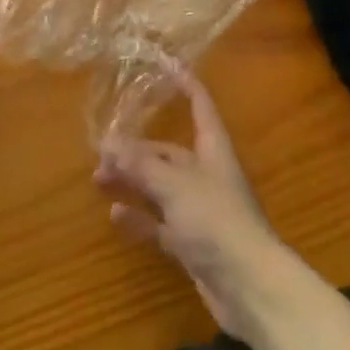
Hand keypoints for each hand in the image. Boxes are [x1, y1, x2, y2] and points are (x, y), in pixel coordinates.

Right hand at [96, 70, 303, 343]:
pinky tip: (115, 215)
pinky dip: (139, 218)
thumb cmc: (217, 221)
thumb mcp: (175, 186)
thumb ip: (141, 165)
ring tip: (98, 178)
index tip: (163, 61)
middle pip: (169, 151)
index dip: (183, 81)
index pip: (199, 103)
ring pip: (160, 187)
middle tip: (101, 150)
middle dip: (137, 148)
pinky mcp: (193, 243)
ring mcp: (200, 210)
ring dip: (132, 181)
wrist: (250, 288)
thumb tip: (108, 142)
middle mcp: (206, 173)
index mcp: (212, 148)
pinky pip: (160, 223)